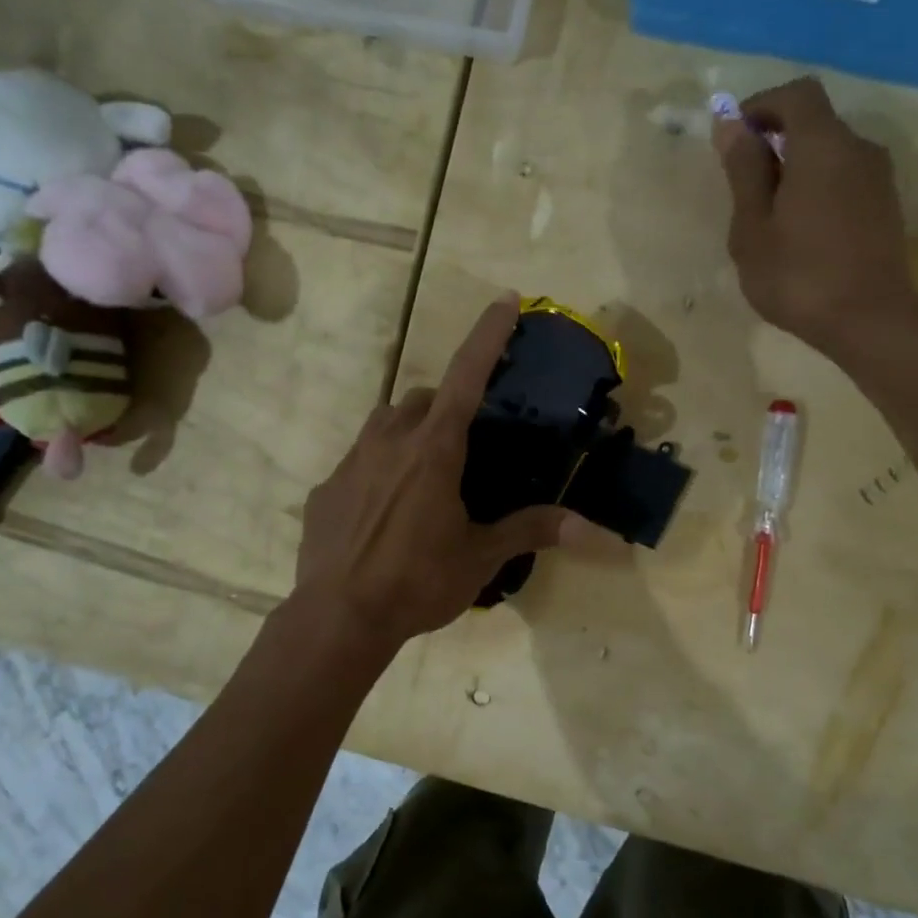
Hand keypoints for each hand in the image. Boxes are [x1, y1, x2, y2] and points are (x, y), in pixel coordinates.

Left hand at [294, 298, 577, 651]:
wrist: (339, 616)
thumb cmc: (417, 582)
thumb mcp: (480, 558)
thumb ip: (530, 531)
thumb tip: (590, 528)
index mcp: (433, 450)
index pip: (467, 376)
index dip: (488, 336)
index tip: (504, 300)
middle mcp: (389, 441)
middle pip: (422, 401)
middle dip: (445, 407)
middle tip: (464, 445)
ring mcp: (351, 461)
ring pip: (385, 423)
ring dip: (409, 432)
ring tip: (424, 472)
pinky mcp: (326, 488)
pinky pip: (358, 462)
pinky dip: (378, 470)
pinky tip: (384, 512)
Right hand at [712, 77, 917, 357]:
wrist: (869, 321)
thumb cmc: (798, 276)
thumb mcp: (752, 228)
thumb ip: (744, 171)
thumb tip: (730, 125)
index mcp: (823, 145)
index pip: (795, 94)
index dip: (761, 105)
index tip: (734, 138)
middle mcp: (858, 148)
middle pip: (814, 122)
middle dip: (774, 141)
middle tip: (743, 188)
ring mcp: (878, 177)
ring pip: (829, 153)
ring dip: (795, 168)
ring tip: (768, 217)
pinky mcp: (885, 205)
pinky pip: (844, 178)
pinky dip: (816, 187)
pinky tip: (799, 232)